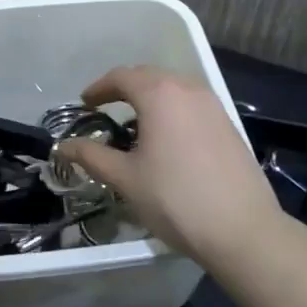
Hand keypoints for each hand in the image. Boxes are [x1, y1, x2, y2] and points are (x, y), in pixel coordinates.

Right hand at [56, 66, 282, 266]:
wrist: (243, 230)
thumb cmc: (176, 199)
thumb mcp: (125, 179)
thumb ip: (92, 156)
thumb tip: (63, 146)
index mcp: (159, 95)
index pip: (121, 76)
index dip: (99, 87)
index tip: (85, 103)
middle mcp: (188, 89)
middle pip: (148, 76)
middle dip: (124, 88)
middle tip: (105, 108)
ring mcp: (213, 105)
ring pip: (173, 88)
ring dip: (150, 97)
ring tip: (134, 123)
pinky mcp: (228, 124)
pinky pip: (191, 104)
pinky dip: (172, 109)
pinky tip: (166, 138)